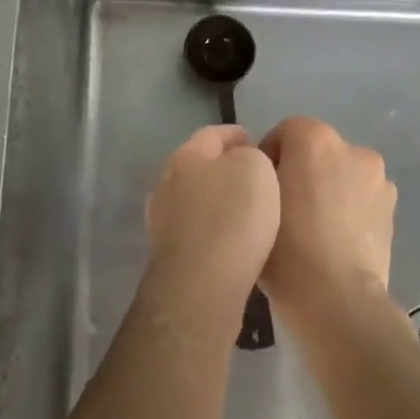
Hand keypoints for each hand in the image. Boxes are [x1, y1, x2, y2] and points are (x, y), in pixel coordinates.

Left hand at [144, 126, 280, 317]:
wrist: (200, 284)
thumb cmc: (233, 218)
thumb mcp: (256, 169)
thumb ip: (251, 156)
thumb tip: (242, 162)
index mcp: (186, 155)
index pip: (213, 134)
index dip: (237, 135)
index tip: (258, 142)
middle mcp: (166, 181)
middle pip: (199, 165)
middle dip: (225, 167)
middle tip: (256, 178)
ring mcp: (161, 218)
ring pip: (194, 198)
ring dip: (217, 200)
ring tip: (247, 211)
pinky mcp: (166, 253)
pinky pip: (194, 230)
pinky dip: (212, 229)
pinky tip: (231, 241)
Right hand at [260, 117, 395, 318]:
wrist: (337, 300)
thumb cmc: (286, 246)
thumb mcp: (255, 202)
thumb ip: (260, 174)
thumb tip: (270, 173)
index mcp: (316, 139)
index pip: (286, 132)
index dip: (270, 157)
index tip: (261, 189)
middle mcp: (353, 149)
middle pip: (318, 151)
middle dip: (301, 170)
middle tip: (284, 209)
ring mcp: (379, 180)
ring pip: (342, 174)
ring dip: (327, 189)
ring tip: (311, 228)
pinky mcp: (393, 210)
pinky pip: (361, 198)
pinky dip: (348, 209)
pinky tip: (334, 240)